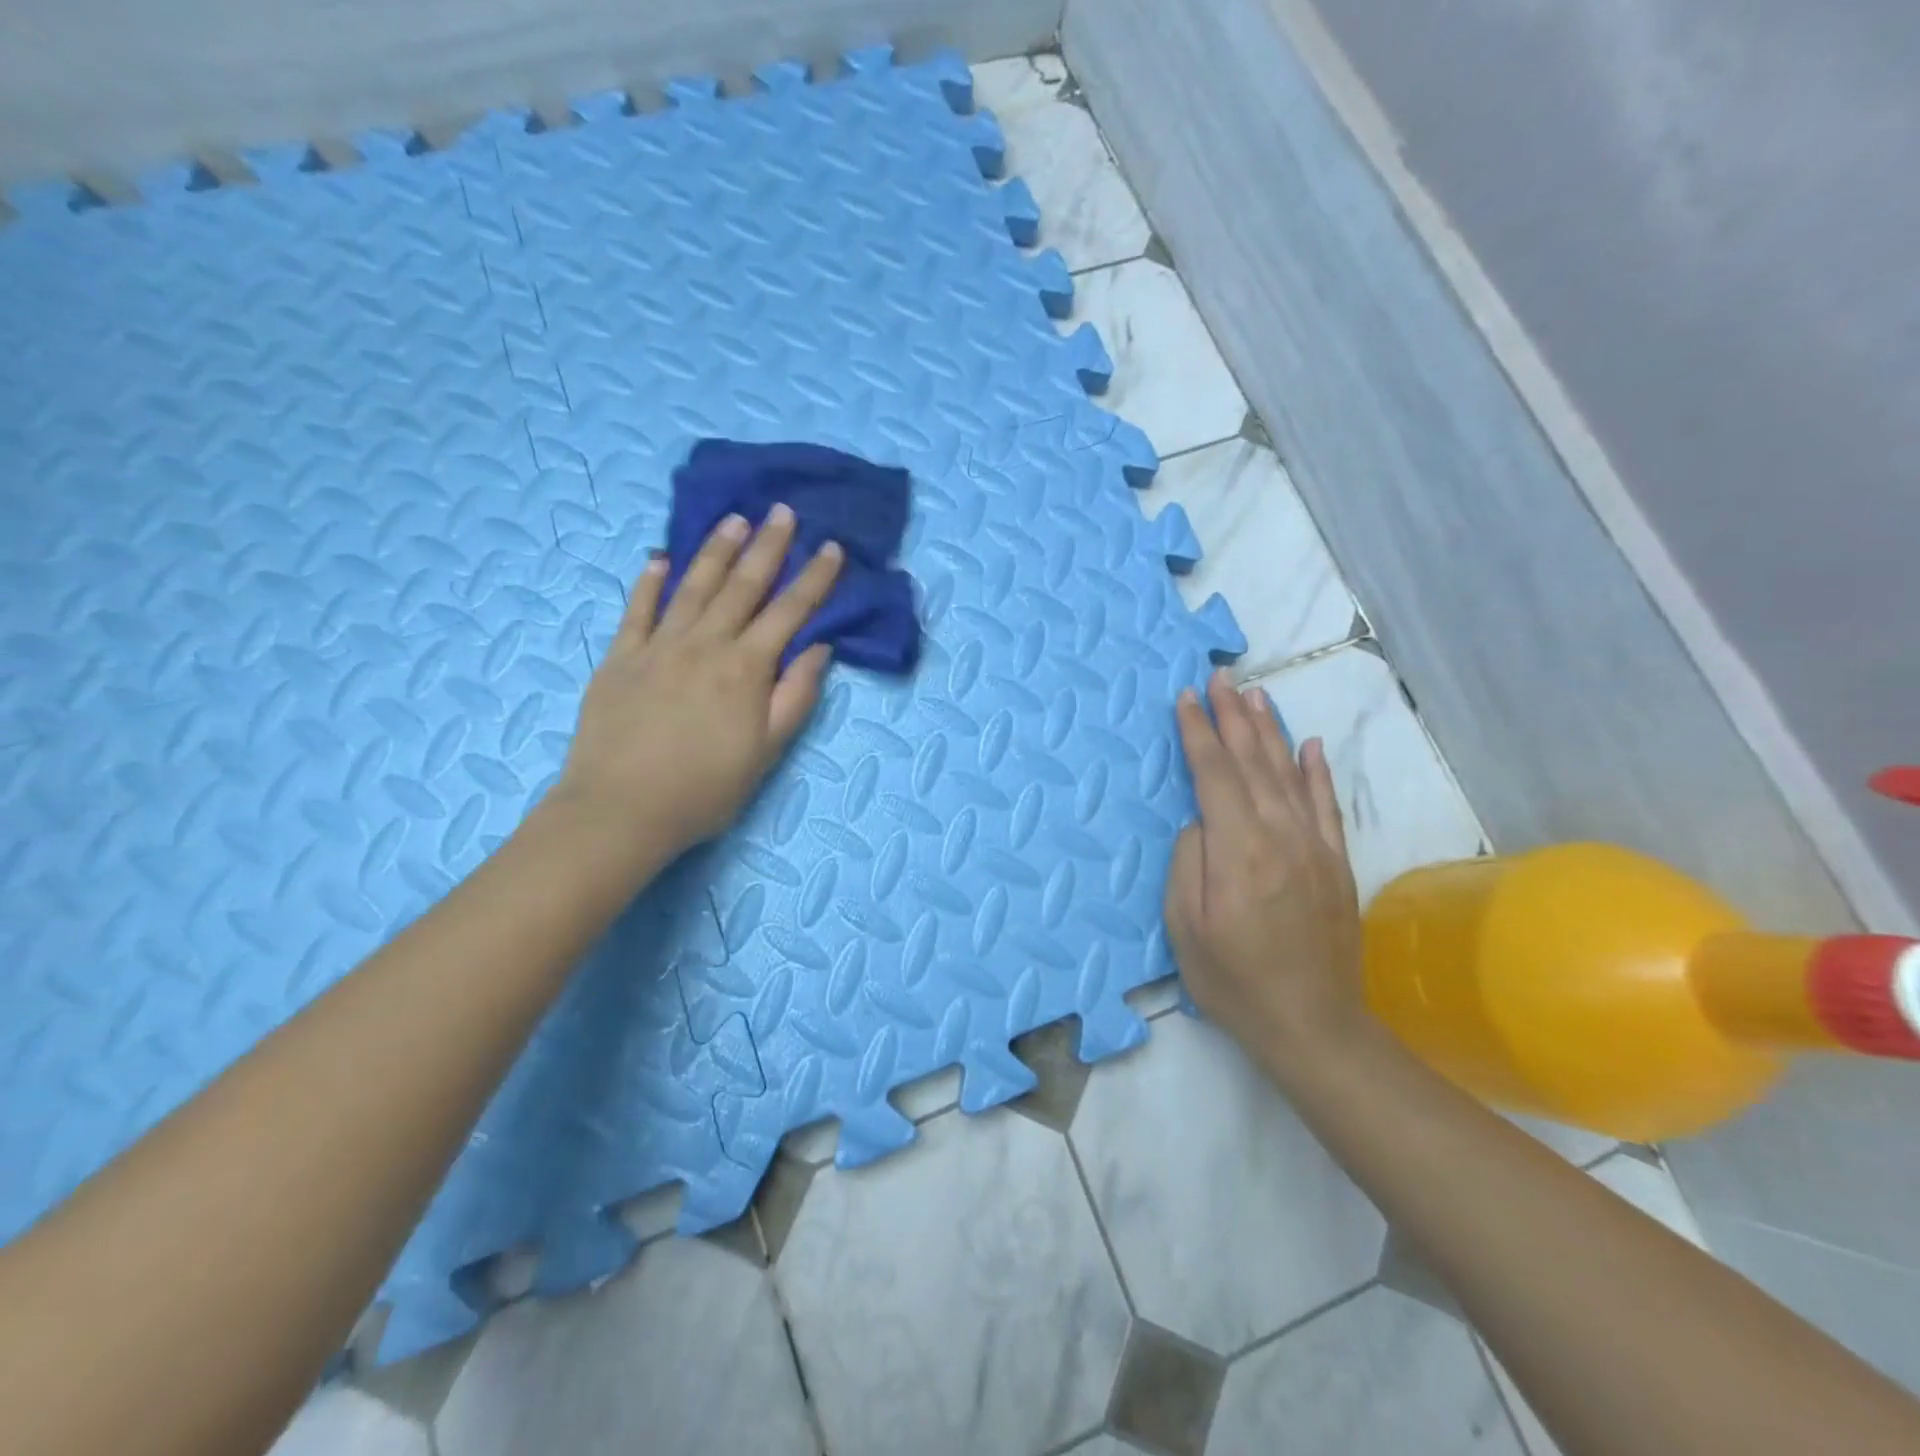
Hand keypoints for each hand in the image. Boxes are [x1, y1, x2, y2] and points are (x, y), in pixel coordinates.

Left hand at [551, 505, 842, 874]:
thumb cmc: (705, 789)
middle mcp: (705, 644)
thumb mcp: (768, 752)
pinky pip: (637, 609)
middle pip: (742, 585)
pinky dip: (649, 581)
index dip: (814, 579)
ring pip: (693, 586)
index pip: (789, 612)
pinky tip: (659, 559)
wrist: (620, 810)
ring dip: (715, 550)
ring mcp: (658, 646)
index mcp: (746, 668)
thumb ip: (796, 696)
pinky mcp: (620, 657)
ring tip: (733, 519)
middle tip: (782, 511)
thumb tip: (819, 648)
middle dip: (767, 546)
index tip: (831, 547)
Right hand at [1166, 669, 1366, 1078]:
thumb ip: (1189, 861)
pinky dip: (1316, 770)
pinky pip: (1325, 804)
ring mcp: (1314, 846)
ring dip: (1269, 730)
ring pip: (1288, 773)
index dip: (1198, 733)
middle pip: (1252, 762)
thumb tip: (1202, 820)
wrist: (1313, 1024)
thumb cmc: (1233, 979)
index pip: (1214, 774)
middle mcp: (1280, 835)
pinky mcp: (1335, 862)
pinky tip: (1309, 745)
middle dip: (1232, 716)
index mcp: (1238, 849)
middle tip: (1220, 677)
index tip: (1186, 698)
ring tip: (1255, 694)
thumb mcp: (1186, 927)